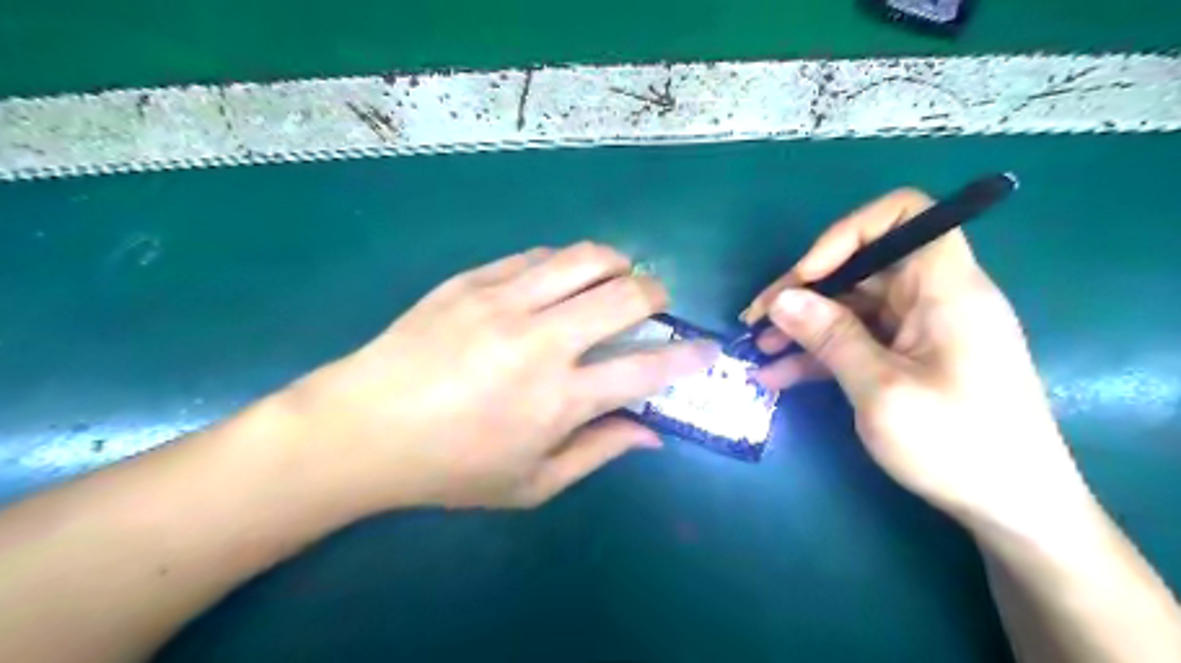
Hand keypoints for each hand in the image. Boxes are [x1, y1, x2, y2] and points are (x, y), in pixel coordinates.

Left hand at [279, 244, 713, 512]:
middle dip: (657, 293)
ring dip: (615, 264)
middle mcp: (540, 341)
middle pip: (625, 295)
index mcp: (559, 399)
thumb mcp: (531, 484)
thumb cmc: (450, 468)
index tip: (707, 350)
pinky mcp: (471, 280)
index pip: (647, 369)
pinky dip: (564, 263)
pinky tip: (559, 279)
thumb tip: (652, 434)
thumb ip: (599, 453)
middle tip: (654, 305)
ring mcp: (503, 302)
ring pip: (584, 257)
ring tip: (614, 279)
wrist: (362, 428)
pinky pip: (535, 255)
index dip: (688, 357)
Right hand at [740, 189, 1092, 536]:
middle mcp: (933, 297)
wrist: (1013, 509)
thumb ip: (830, 337)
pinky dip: (818, 353)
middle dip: (804, 289)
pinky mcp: (907, 358)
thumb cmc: (957, 446)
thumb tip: (782, 299)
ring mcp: (918, 330)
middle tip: (756, 320)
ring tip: (758, 349)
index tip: (807, 275)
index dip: (847, 233)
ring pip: (850, 307)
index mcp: (945, 288)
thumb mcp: (882, 391)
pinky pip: (856, 340)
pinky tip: (778, 375)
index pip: (903, 215)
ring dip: (802, 324)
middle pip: (861, 266)